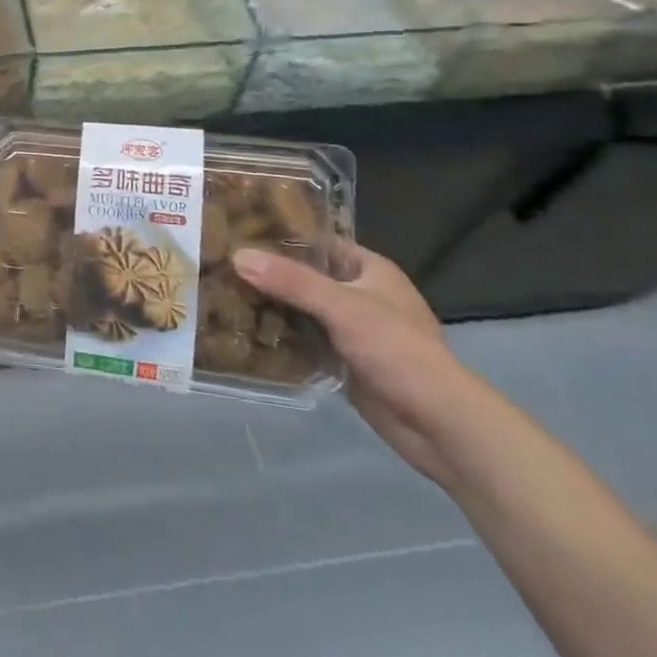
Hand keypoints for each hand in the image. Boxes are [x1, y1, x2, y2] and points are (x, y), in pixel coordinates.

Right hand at [233, 246, 487, 486]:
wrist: (437, 424)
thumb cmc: (398, 350)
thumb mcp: (343, 307)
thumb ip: (291, 281)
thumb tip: (238, 255)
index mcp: (368, 269)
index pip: (317, 241)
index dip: (280, 235)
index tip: (238, 232)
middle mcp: (358, 294)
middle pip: (304, 276)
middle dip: (267, 274)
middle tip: (220, 264)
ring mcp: (349, 329)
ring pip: (300, 310)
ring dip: (269, 307)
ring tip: (221, 294)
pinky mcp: (340, 360)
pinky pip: (302, 340)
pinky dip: (278, 337)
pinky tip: (242, 332)